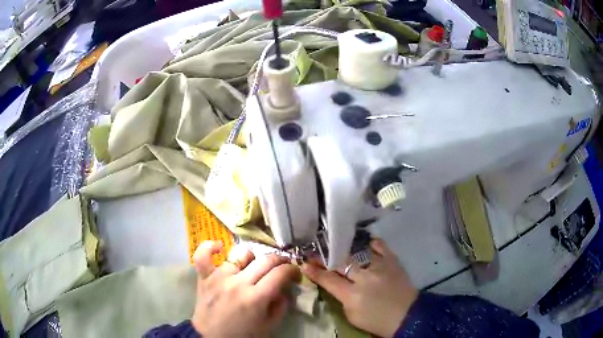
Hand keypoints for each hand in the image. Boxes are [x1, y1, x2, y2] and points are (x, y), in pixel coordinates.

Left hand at [191, 241, 299, 336]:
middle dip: (279, 260)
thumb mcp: (269, 325)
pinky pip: (203, 255)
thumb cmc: (243, 335)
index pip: (280, 273)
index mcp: (256, 298)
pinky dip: (209, 247)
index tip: (295, 273)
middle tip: (282, 266)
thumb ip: (281, 305)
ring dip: (252, 258)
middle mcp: (238, 283)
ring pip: (240, 254)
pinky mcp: (204, 277)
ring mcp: (219, 277)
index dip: (292, 270)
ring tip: (253, 265)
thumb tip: (284, 287)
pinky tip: (220, 247)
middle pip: (265, 260)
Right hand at [301, 238, 417, 337]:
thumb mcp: (352, 316)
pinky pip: (380, 246)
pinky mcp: (393, 261)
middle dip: (325, 256)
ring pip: (358, 251)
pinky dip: (371, 243)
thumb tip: (335, 284)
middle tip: (316, 252)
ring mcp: (380, 266)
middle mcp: (364, 277)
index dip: (314, 271)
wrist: (408, 316)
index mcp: (352, 294)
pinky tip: (364, 242)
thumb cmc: (377, 321)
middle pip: (340, 262)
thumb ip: (341, 298)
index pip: (327, 279)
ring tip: (337, 243)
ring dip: (345, 248)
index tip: (304, 263)